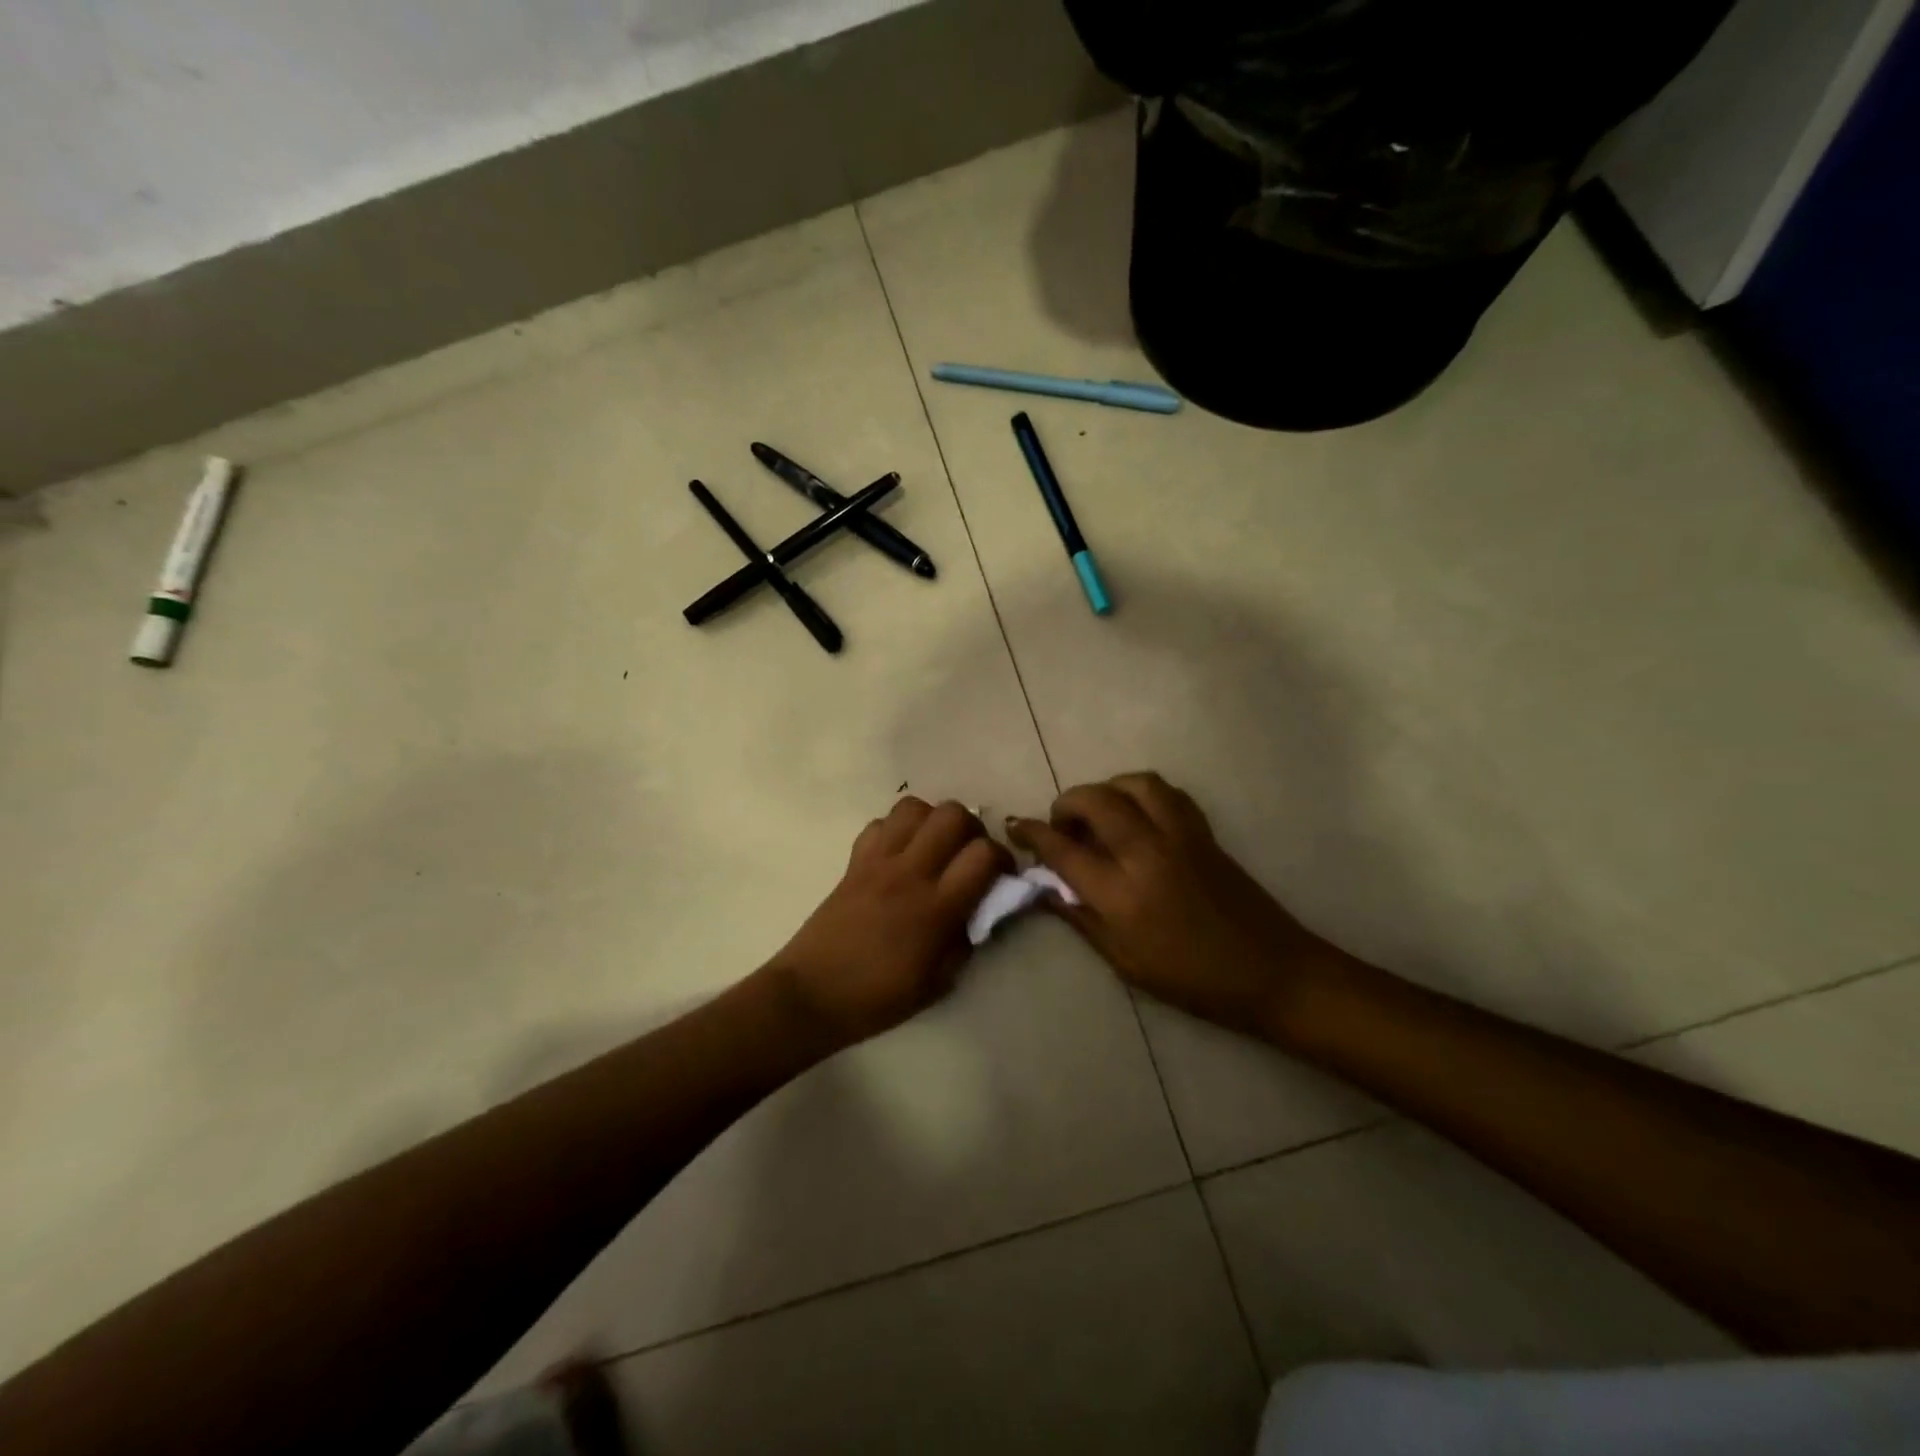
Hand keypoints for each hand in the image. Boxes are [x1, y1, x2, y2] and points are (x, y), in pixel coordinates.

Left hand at [770, 797, 1011, 1049]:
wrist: (811, 995)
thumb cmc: (878, 998)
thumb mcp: (939, 982)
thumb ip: (966, 940)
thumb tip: (981, 910)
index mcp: (936, 908)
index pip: (983, 855)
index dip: (1002, 858)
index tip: (1001, 875)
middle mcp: (910, 873)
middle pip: (952, 814)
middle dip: (971, 828)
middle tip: (968, 854)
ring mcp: (878, 862)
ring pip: (914, 807)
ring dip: (932, 821)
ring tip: (934, 848)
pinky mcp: (854, 861)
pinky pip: (879, 824)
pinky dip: (896, 830)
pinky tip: (899, 855)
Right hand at [1008, 772, 1340, 1036]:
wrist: (1270, 971)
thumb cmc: (1190, 979)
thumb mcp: (1124, 961)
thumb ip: (1081, 918)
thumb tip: (1045, 889)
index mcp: (1121, 893)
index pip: (1063, 849)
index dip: (1033, 833)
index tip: (1016, 827)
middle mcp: (1146, 853)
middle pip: (1095, 800)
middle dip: (1067, 803)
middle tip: (1061, 824)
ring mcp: (1179, 836)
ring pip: (1133, 784)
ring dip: (1106, 789)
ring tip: (1099, 813)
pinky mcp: (1203, 832)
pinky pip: (1167, 793)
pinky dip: (1142, 792)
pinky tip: (1137, 815)